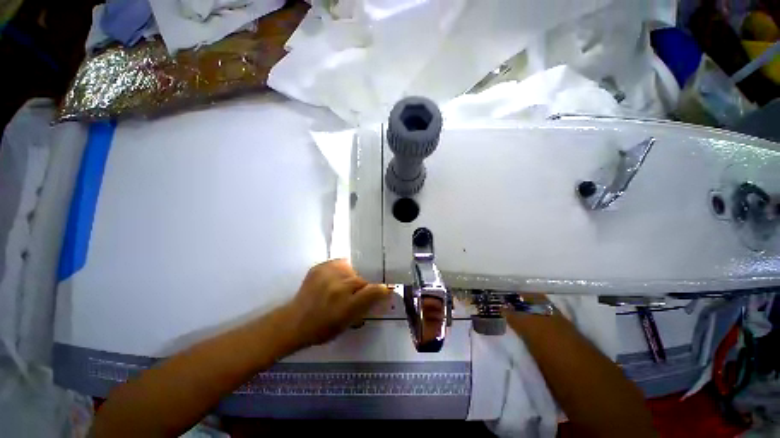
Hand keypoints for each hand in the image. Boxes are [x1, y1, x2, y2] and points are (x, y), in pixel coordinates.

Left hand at [283, 259, 389, 347]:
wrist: (294, 322)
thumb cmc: (323, 329)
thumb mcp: (348, 323)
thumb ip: (367, 305)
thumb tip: (383, 292)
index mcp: (347, 305)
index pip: (374, 291)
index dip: (382, 289)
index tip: (385, 289)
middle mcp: (339, 287)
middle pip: (363, 278)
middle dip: (364, 285)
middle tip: (358, 292)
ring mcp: (328, 274)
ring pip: (352, 269)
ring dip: (352, 276)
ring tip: (344, 285)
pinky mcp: (320, 267)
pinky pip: (339, 263)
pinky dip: (341, 271)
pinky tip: (334, 280)